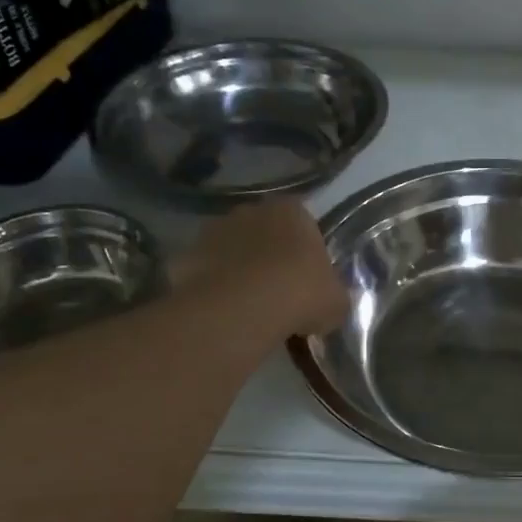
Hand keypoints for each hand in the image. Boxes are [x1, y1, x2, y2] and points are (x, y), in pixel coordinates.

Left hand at [174, 200, 347, 338]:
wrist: (241, 309)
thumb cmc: (300, 294)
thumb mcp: (336, 301)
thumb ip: (334, 293)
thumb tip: (331, 300)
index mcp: (292, 211)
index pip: (302, 220)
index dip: (305, 248)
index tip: (307, 274)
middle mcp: (251, 210)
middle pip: (263, 230)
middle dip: (269, 253)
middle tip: (278, 289)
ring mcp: (213, 230)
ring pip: (232, 248)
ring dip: (238, 267)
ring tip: (248, 304)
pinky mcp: (185, 255)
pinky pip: (206, 270)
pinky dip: (213, 286)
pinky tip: (223, 311)